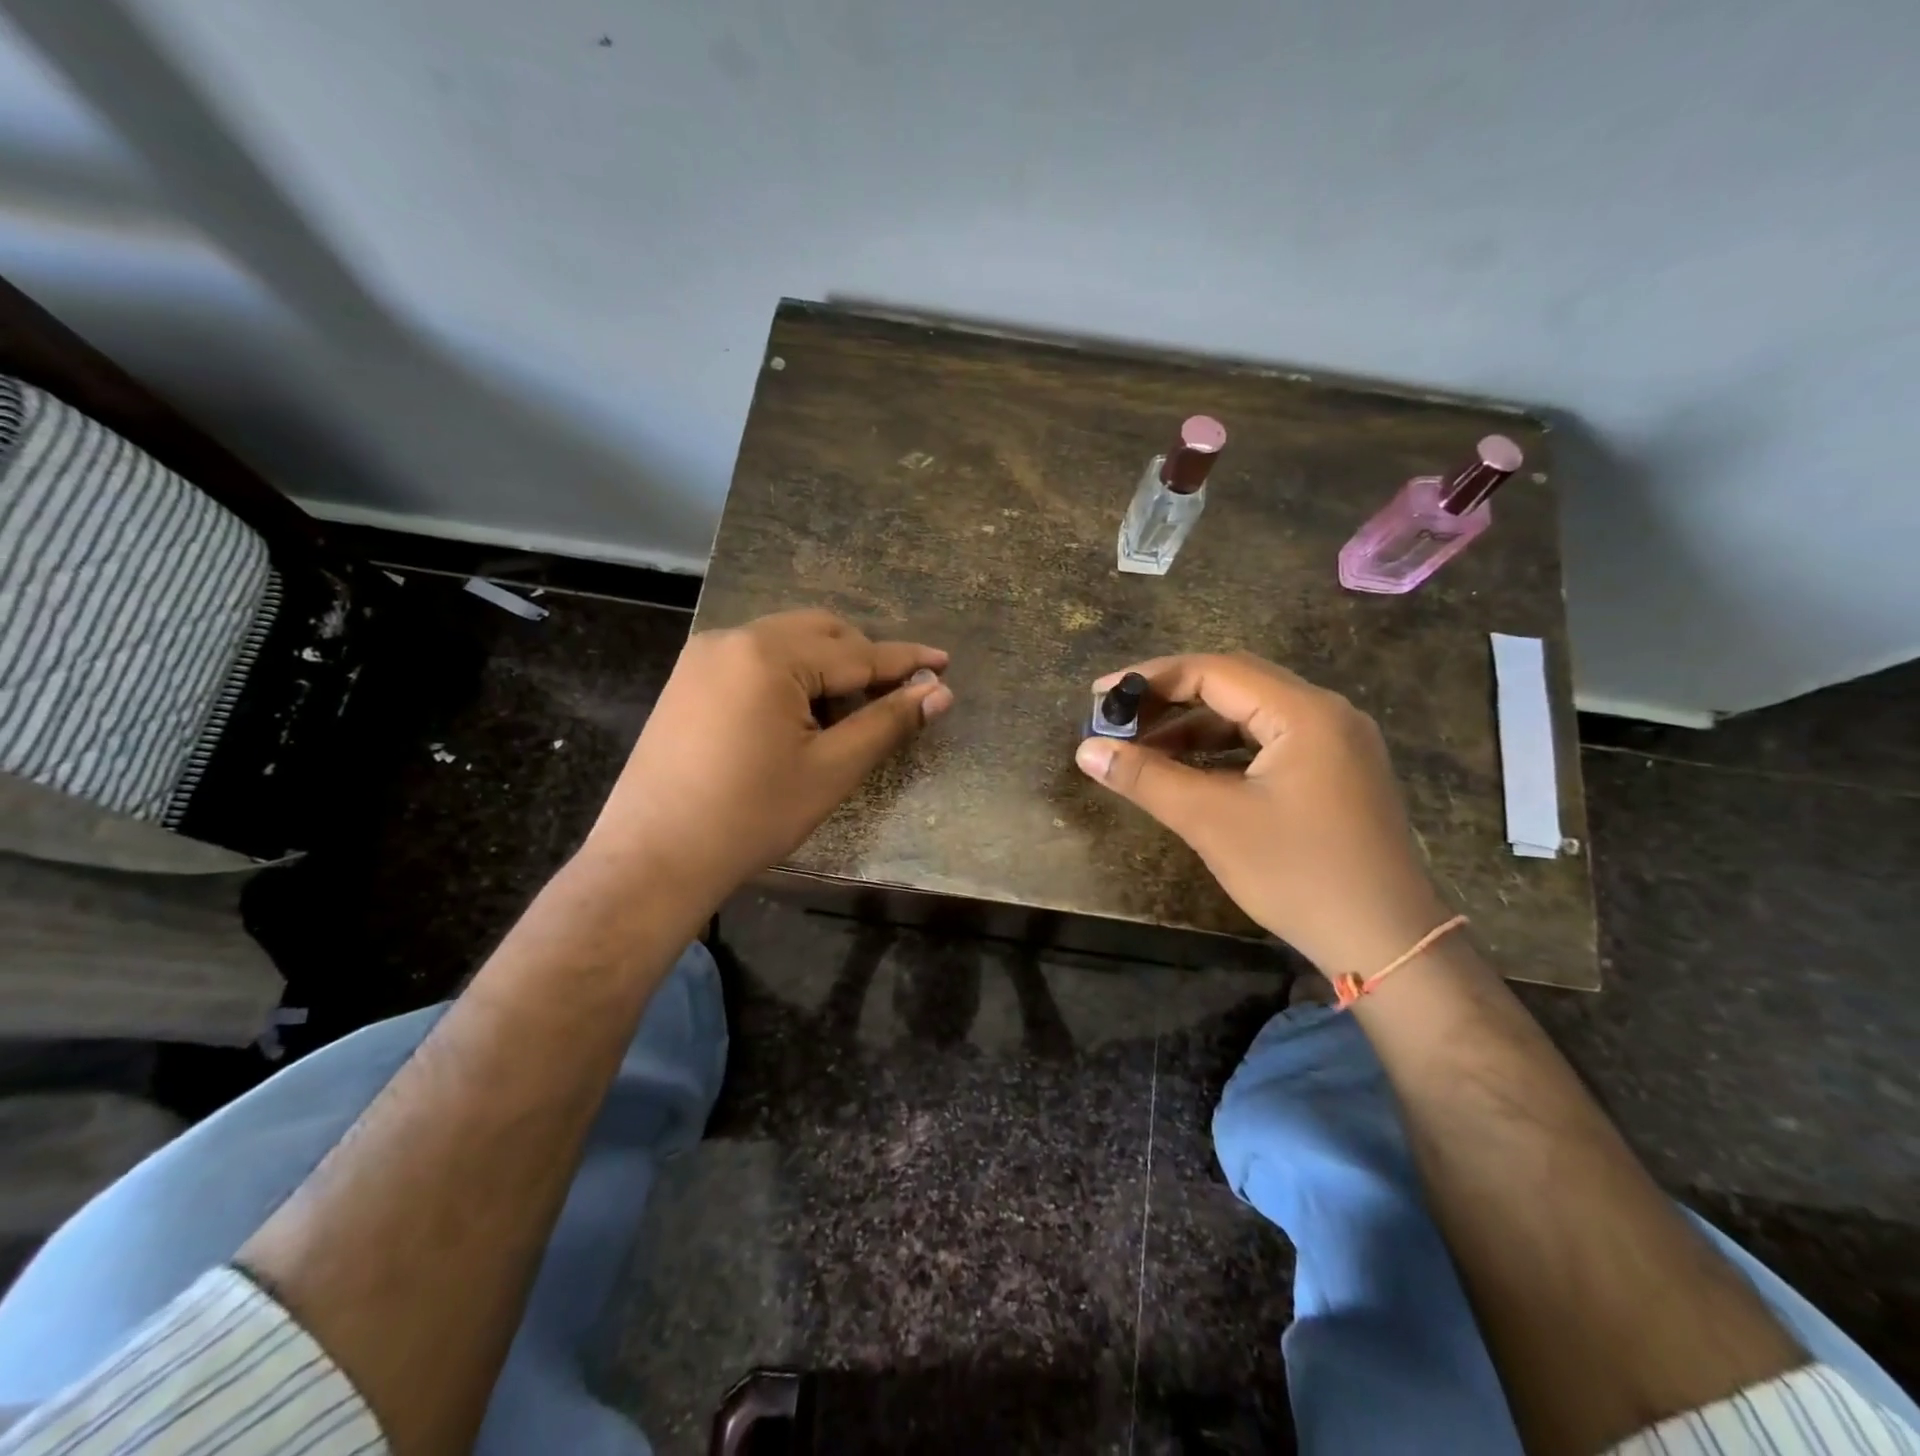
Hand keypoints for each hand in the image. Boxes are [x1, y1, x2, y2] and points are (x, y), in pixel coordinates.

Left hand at [584, 609, 952, 907]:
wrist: (653, 858)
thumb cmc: (751, 816)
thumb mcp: (830, 770)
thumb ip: (887, 723)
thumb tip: (939, 694)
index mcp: (769, 655)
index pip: (855, 652)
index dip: (905, 661)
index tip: (944, 662)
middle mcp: (733, 639)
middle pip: (820, 633)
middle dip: (864, 658)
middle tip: (896, 694)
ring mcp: (704, 656)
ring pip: (786, 643)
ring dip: (827, 666)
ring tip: (848, 713)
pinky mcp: (688, 679)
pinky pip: (755, 659)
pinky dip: (790, 675)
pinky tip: (800, 715)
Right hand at [1074, 652, 1449, 982]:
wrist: (1387, 943)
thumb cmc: (1298, 874)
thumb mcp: (1213, 822)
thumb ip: (1146, 778)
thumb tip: (1086, 750)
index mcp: (1304, 712)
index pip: (1215, 670)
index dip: (1152, 678)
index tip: (1101, 695)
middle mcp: (1326, 713)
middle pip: (1235, 683)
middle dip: (1171, 697)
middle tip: (1119, 717)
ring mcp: (1336, 742)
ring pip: (1252, 714)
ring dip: (1196, 725)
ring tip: (1143, 747)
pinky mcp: (1336, 771)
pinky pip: (1269, 741)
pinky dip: (1224, 748)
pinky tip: (1190, 769)